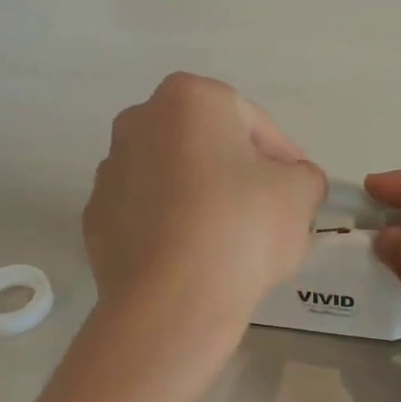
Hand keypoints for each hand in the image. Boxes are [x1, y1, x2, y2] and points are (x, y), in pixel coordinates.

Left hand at [85, 74, 325, 328]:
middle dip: (236, 172)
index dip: (282, 156)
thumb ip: (304, 176)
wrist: (172, 301)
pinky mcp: (96, 220)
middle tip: (266, 212)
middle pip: (206, 145)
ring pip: (172, 179)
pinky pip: (147, 216)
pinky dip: (170, 229)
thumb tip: (292, 183)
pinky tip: (193, 261)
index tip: (297, 189)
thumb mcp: (301, 192)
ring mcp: (110, 172)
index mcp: (189, 99)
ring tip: (229, 243)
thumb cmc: (241, 227)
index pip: (252, 121)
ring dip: (200, 199)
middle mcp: (138, 122)